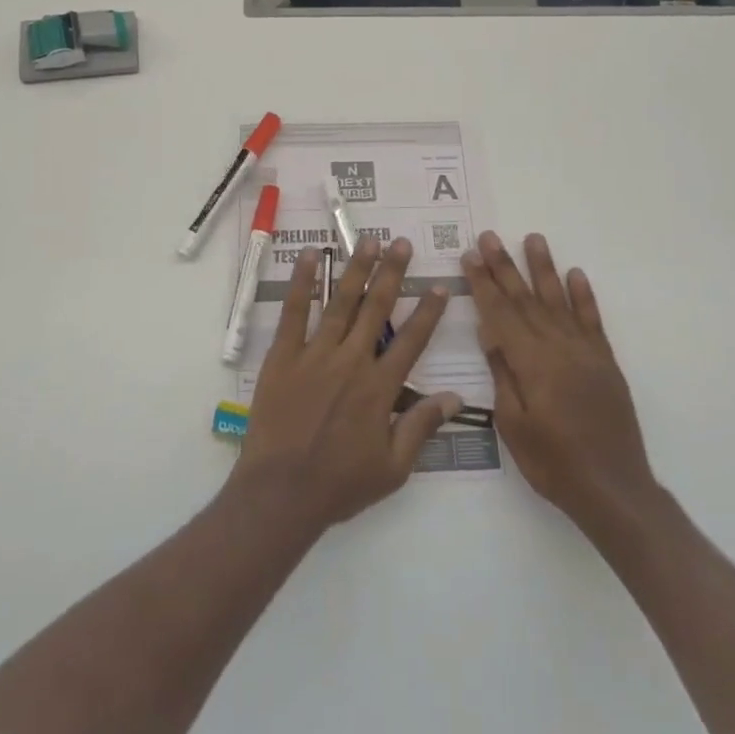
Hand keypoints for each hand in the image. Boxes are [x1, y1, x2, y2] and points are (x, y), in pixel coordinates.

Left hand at [233, 236, 461, 533]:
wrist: (280, 492)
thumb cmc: (339, 484)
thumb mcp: (393, 468)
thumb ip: (421, 427)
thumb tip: (454, 398)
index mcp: (380, 388)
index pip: (412, 341)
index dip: (428, 312)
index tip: (439, 286)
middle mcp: (351, 361)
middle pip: (377, 308)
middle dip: (392, 273)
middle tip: (402, 244)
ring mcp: (315, 355)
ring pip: (341, 302)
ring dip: (356, 269)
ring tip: (368, 240)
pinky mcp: (283, 356)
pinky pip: (294, 312)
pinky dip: (303, 283)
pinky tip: (311, 257)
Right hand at [464, 231, 655, 528]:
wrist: (614, 489)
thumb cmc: (553, 463)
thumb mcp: (514, 425)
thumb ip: (503, 374)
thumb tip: (489, 332)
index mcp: (532, 363)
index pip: (500, 313)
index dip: (483, 283)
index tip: (470, 256)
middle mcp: (559, 347)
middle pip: (525, 299)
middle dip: (505, 266)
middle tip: (489, 237)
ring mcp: (585, 352)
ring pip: (559, 300)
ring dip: (544, 268)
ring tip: (533, 238)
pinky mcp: (605, 361)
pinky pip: (592, 320)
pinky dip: (584, 296)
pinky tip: (576, 274)